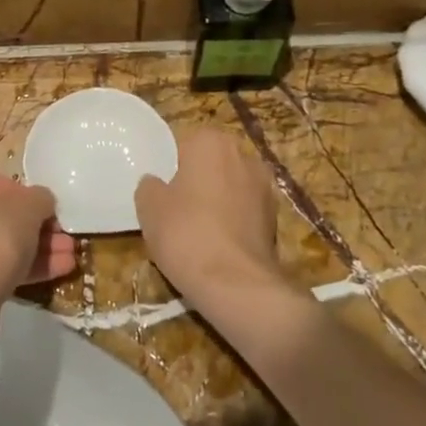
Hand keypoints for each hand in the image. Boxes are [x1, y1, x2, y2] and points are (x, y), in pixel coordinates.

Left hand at [0, 163, 74, 331]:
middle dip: (35, 229)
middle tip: (63, 240)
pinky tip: (54, 274)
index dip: (28, 198)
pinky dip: (16, 267)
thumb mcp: (28, 209)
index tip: (49, 214)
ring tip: (68, 259)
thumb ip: (40, 198)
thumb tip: (42, 202)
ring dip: (32, 249)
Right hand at [135, 129, 281, 305]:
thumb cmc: (186, 233)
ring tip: (197, 232)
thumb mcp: (149, 207)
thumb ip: (149, 186)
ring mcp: (265, 187)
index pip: (184, 144)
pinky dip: (233, 223)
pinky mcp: (276, 218)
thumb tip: (156, 183)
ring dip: (217, 202)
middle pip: (210, 164)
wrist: (236, 284)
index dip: (170, 168)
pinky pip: (244, 212)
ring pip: (230, 188)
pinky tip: (218, 246)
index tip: (162, 192)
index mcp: (211, 142)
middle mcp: (244, 155)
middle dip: (197, 182)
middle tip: (176, 210)